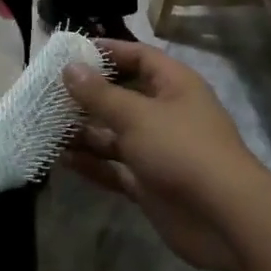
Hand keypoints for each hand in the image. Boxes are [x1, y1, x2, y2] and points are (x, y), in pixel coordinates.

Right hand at [61, 41, 263, 270]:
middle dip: (87, 96)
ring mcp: (158, 150)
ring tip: (45, 126)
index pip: (139, 56)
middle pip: (122, 96)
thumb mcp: (136, 115)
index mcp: (174, 86)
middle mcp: (166, 113)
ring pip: (114, 134)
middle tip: (47, 92)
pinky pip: (114, 166)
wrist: (225, 219)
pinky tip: (61, 159)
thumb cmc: (181, 150)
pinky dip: (91, 163)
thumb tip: (70, 69)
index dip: (107, 51)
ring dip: (83, 132)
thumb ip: (99, 94)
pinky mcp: (149, 182)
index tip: (70, 52)